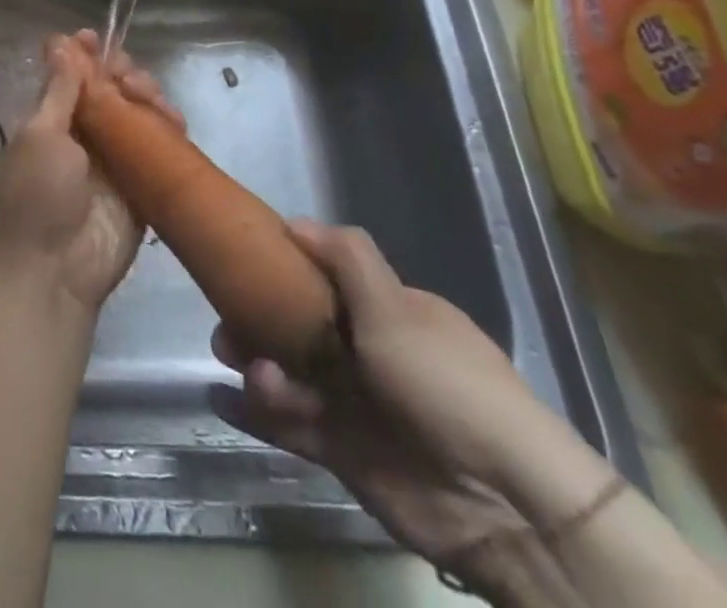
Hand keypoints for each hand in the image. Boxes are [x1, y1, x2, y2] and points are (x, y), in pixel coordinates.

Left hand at [0, 30, 180, 314]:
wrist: (55, 271)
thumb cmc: (38, 194)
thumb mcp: (40, 135)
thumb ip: (58, 91)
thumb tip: (61, 43)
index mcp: (52, 119)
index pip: (72, 75)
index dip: (84, 53)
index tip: (95, 38)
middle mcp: (85, 133)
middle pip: (111, 88)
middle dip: (121, 71)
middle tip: (126, 76)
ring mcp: (117, 158)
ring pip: (139, 111)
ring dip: (147, 94)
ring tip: (147, 96)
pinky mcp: (145, 182)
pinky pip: (162, 145)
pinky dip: (169, 126)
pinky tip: (172, 118)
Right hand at [209, 221, 552, 567]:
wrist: (504, 504)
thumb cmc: (445, 384)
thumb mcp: (395, 307)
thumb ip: (345, 257)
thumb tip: (292, 222)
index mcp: (383, 313)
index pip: (320, 280)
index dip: (281, 271)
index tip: (239, 264)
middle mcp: (364, 352)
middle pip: (293, 327)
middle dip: (254, 324)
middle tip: (226, 331)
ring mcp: (352, 403)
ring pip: (286, 374)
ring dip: (258, 370)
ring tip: (256, 377)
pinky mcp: (341, 452)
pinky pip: (286, 425)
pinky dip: (253, 412)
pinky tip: (221, 400)